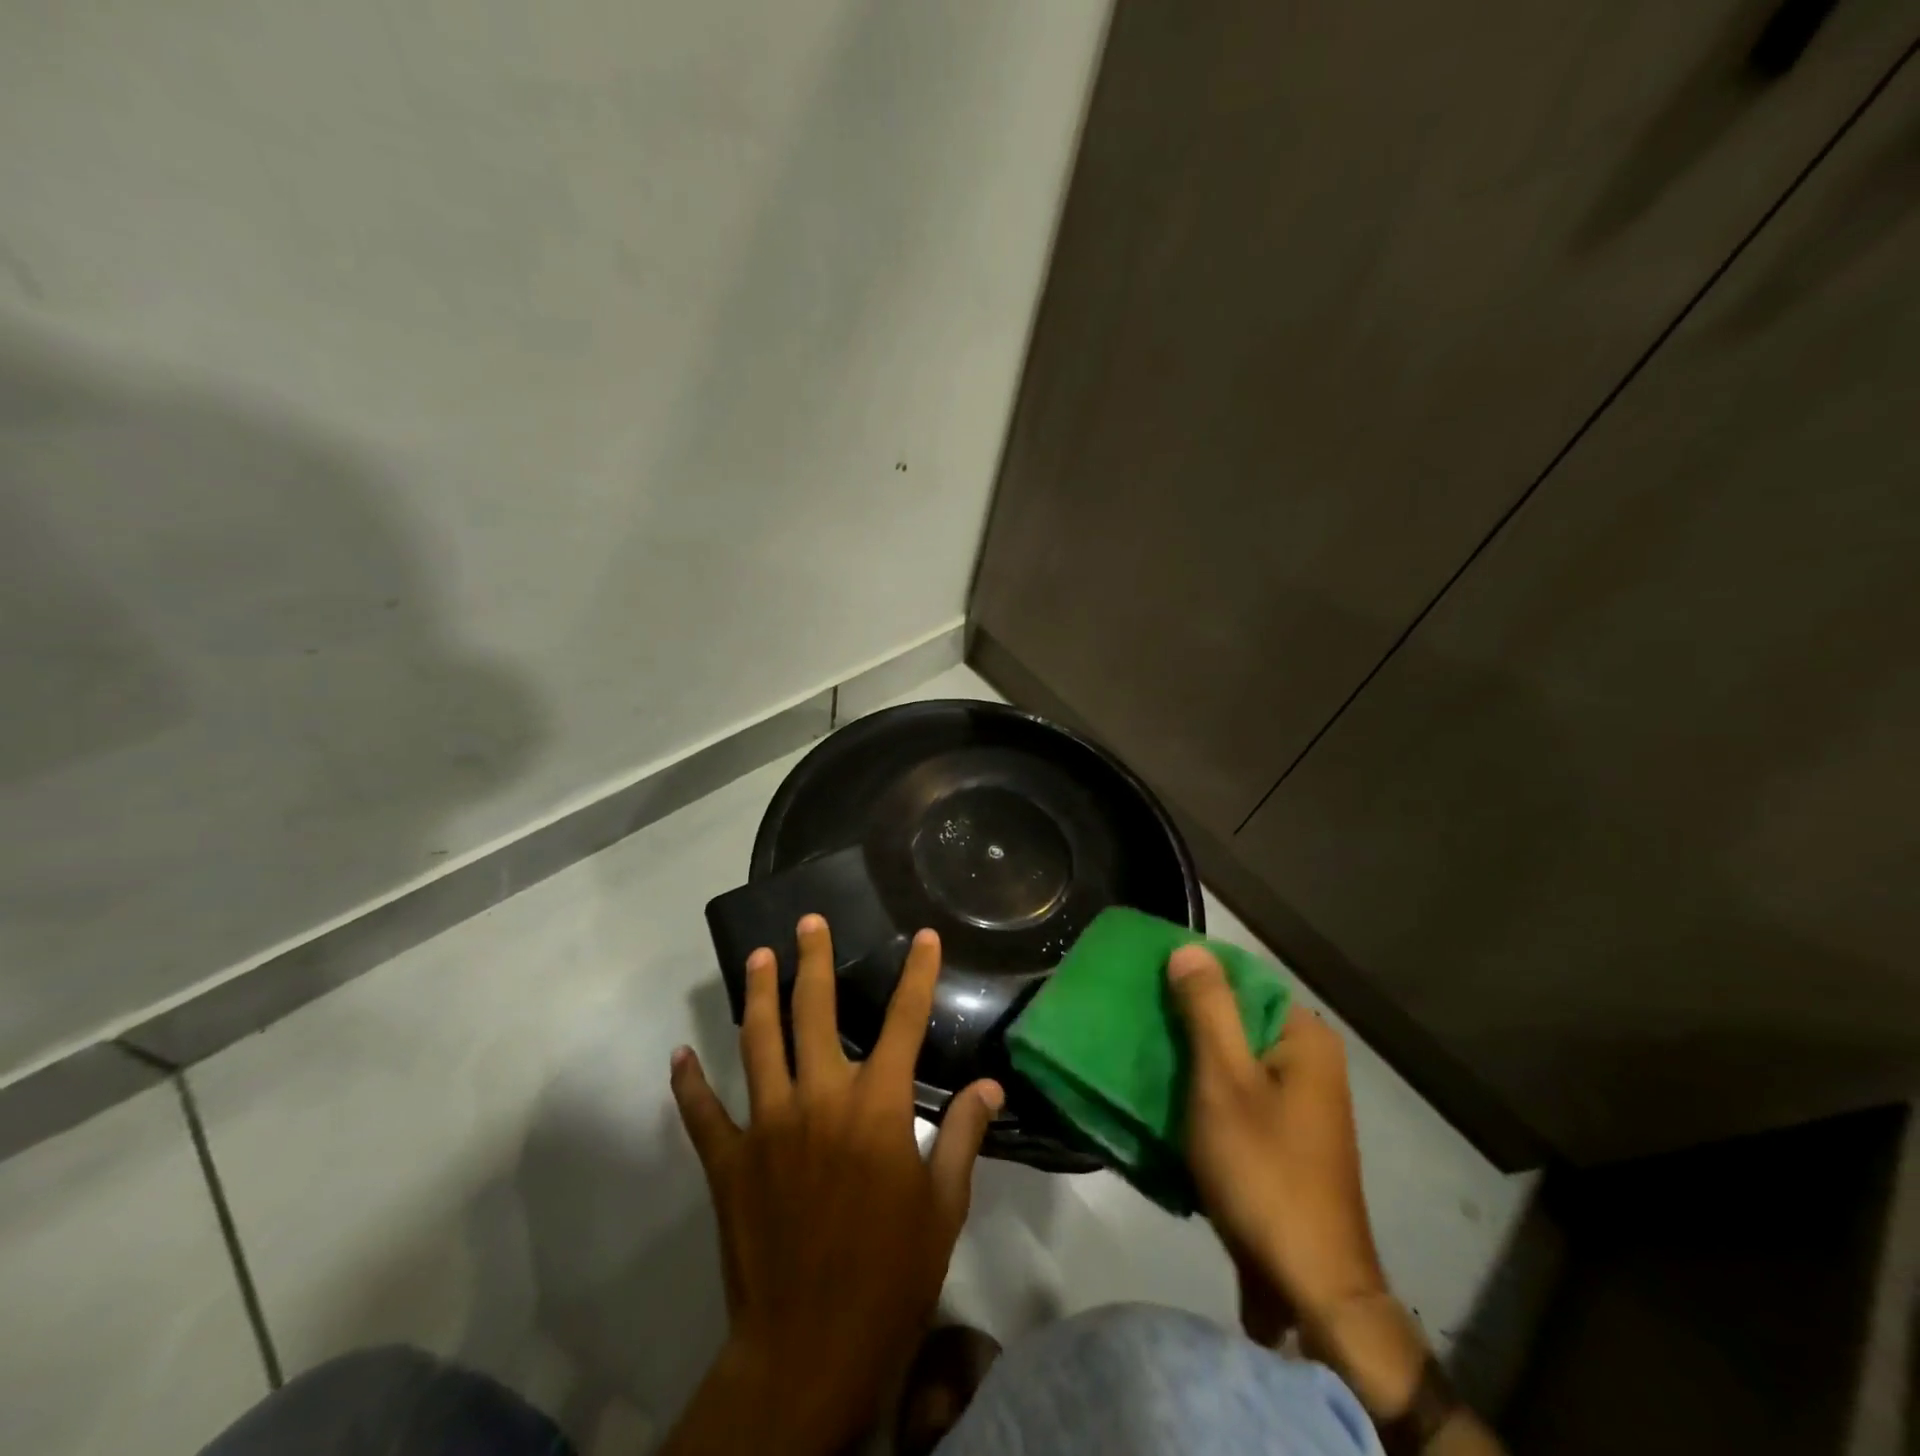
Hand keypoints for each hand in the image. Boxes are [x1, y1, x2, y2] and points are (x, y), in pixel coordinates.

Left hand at [664, 915, 1003, 1454]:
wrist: (810, 1349)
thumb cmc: (891, 1275)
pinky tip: (681, 1056)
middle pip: (815, 1012)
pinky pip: (703, 1112)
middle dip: (813, 961)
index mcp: (876, 1107)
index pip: (903, 1022)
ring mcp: (767, 1125)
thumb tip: (990, 1086)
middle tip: (807, 922)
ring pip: (758, 1042)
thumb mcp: (943, 1207)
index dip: (917, 975)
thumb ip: (963, 1136)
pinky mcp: (728, 1161)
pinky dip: (690, 1083)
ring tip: (757, 957)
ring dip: (758, 996)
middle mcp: (819, 1098)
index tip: (922, 937)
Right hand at [1172, 946, 1500, 1451]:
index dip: (1194, 975)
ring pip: (1232, 1058)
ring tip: (1140, 1048)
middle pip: (1237, 1019)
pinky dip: (1203, 1090)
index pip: (1244, 979)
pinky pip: (1236, 1093)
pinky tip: (1165, 1094)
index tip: (1146, 978)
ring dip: (1190, 1056)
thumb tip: (1189, 948)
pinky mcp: (1282, 1137)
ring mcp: (1298, 1103)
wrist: (1308, 1285)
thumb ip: (1207, 1010)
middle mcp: (1308, 1062)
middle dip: (1186, 1018)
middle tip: (1135, 1015)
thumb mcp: (1224, 1081)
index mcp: (1305, 1039)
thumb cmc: (1265, 1170)